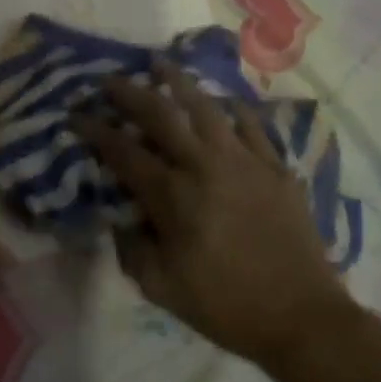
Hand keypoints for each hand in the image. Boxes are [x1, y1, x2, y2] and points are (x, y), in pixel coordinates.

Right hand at [71, 62, 348, 365]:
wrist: (303, 318)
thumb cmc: (227, 307)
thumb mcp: (162, 290)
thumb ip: (131, 248)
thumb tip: (118, 215)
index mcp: (173, 197)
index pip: (124, 153)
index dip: (96, 131)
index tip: (77, 115)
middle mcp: (204, 166)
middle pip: (160, 115)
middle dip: (130, 93)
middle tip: (110, 79)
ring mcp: (243, 160)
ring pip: (205, 107)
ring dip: (178, 81)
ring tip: (161, 64)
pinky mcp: (274, 166)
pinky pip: (250, 124)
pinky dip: (233, 108)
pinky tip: (223, 100)